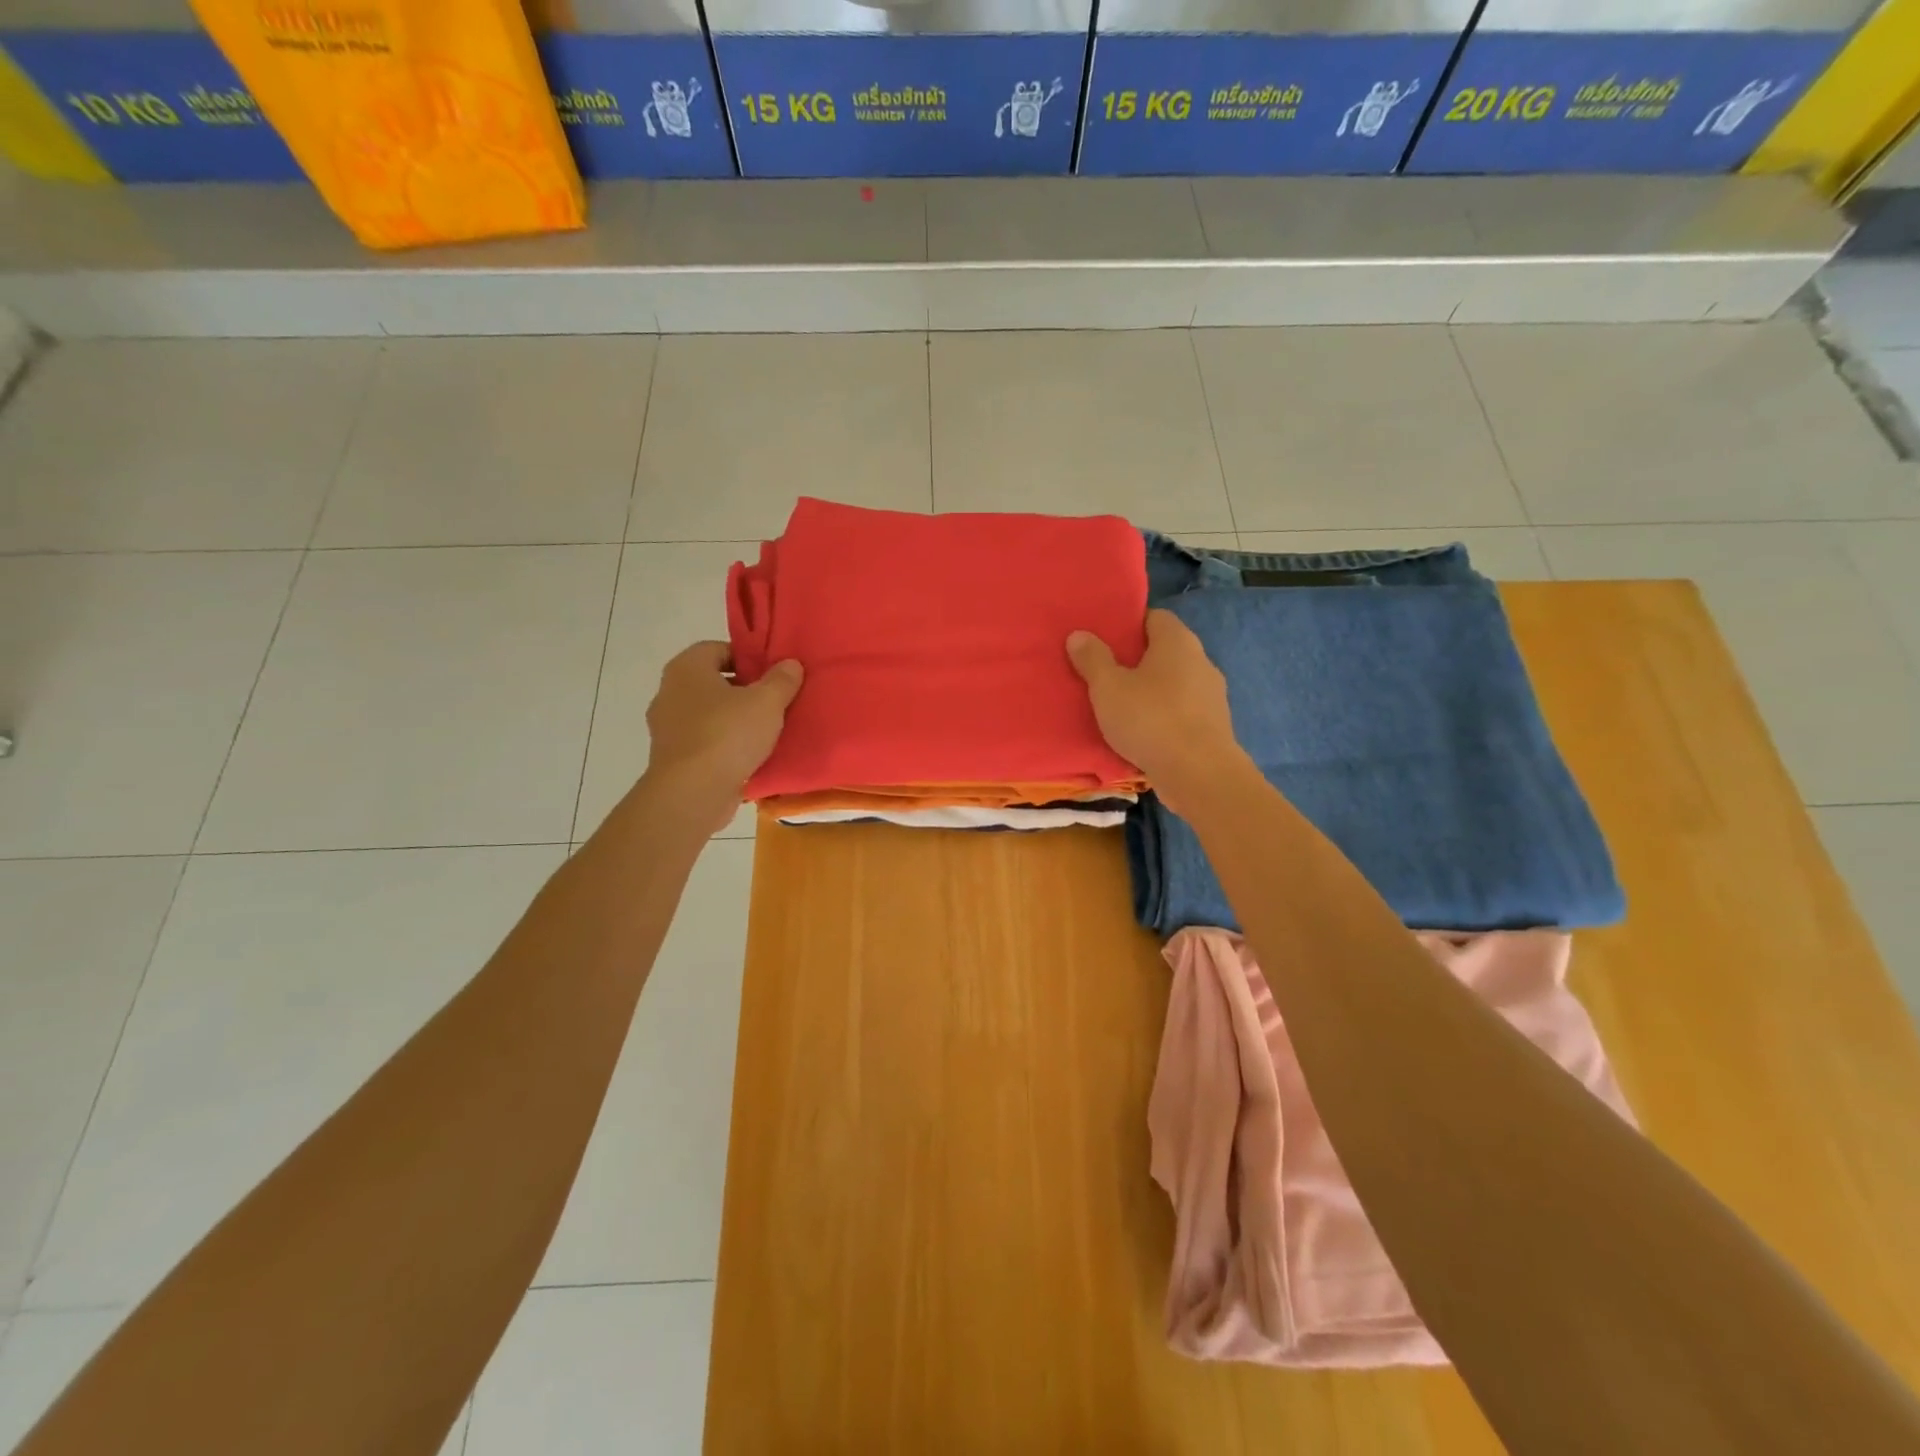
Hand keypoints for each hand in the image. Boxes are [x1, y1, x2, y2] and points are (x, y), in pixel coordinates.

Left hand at [644, 642, 802, 830]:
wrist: (693, 793)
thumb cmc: (727, 735)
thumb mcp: (767, 702)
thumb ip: (781, 680)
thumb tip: (790, 664)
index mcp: (686, 668)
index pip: (718, 649)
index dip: (747, 657)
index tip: (773, 674)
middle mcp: (669, 692)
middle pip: (714, 683)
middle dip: (744, 690)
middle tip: (775, 701)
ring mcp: (667, 728)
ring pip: (709, 714)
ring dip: (735, 720)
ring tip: (768, 731)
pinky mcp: (673, 758)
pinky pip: (705, 742)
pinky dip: (725, 746)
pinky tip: (750, 756)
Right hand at [1066, 609, 1246, 814]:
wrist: (1199, 774)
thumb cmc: (1150, 719)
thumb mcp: (1108, 688)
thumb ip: (1092, 659)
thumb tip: (1079, 634)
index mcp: (1178, 641)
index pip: (1154, 617)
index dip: (1129, 625)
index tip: (1104, 640)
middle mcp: (1201, 661)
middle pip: (1164, 651)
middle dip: (1137, 660)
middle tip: (1105, 673)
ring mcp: (1212, 695)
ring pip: (1174, 683)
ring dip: (1151, 691)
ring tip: (1120, 705)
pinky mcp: (1214, 726)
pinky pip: (1181, 711)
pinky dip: (1163, 716)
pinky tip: (1143, 732)